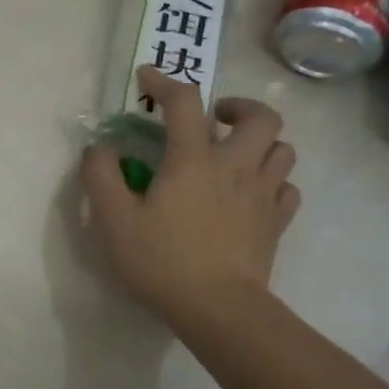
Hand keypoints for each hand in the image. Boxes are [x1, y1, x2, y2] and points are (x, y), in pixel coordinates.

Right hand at [82, 67, 300, 325]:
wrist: (218, 310)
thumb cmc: (161, 261)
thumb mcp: (113, 220)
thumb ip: (101, 176)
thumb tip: (100, 148)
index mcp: (194, 160)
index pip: (185, 102)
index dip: (165, 82)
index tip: (147, 78)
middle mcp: (236, 167)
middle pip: (262, 116)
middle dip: (239, 107)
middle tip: (214, 120)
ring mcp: (263, 195)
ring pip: (283, 149)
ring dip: (262, 143)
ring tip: (236, 155)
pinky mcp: (277, 223)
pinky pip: (288, 188)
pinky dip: (273, 181)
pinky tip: (253, 193)